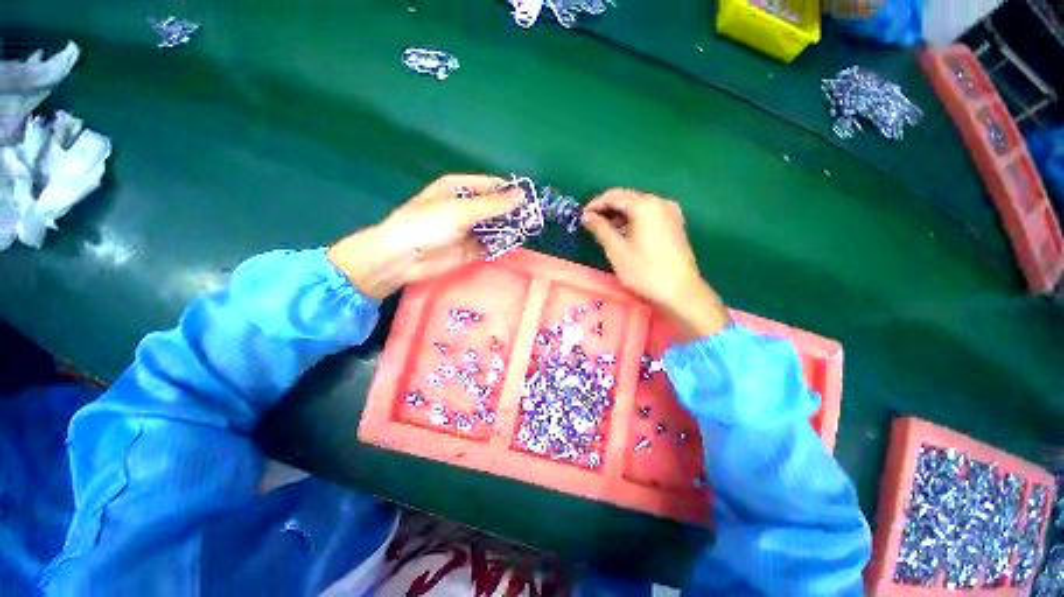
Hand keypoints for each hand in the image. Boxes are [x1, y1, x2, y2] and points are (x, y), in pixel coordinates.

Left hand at [327, 174, 519, 300]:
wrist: (403, 259)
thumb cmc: (427, 225)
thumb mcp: (461, 210)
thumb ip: (493, 205)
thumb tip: (522, 194)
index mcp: (459, 189)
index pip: (492, 186)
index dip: (511, 191)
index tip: (532, 200)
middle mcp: (465, 207)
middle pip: (495, 207)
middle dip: (513, 212)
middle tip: (535, 220)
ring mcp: (468, 230)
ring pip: (495, 227)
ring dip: (509, 230)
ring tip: (530, 232)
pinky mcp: (470, 250)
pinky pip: (490, 245)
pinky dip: (501, 246)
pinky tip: (514, 246)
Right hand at [582, 189, 730, 339]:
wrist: (680, 292)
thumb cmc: (645, 271)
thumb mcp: (617, 250)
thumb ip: (600, 228)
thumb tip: (586, 216)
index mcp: (645, 205)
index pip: (614, 195)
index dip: (595, 204)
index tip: (582, 217)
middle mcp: (660, 202)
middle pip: (628, 198)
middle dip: (607, 210)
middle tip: (591, 225)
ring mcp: (671, 212)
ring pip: (638, 207)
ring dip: (620, 216)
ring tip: (605, 232)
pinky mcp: (675, 224)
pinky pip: (649, 215)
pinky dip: (634, 221)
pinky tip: (625, 235)